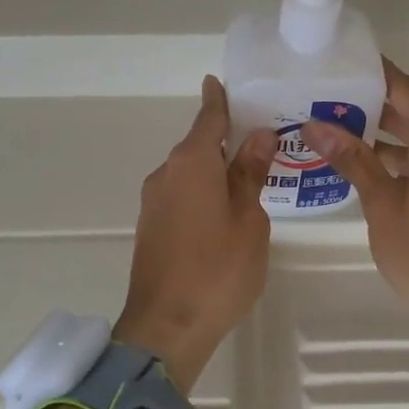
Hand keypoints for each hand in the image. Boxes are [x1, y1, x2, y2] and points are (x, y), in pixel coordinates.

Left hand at [115, 76, 276, 392]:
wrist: (166, 327)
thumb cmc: (218, 269)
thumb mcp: (249, 219)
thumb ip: (251, 174)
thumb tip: (258, 135)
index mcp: (192, 163)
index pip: (207, 119)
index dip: (216, 100)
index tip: (217, 82)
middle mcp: (166, 173)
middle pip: (197, 145)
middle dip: (223, 139)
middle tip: (258, 137)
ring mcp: (154, 201)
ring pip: (189, 172)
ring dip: (213, 169)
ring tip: (247, 175)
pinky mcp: (150, 226)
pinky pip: (180, 194)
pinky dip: (201, 191)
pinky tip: (222, 208)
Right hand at [302, 60, 408, 368]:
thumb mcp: (382, 205)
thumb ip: (352, 160)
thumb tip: (315, 125)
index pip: (402, 87)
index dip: (371, 71)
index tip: (337, 58)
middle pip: (408, 111)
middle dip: (367, 104)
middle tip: (320, 97)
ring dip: (379, 135)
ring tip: (330, 129)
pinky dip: (395, 159)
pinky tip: (360, 167)